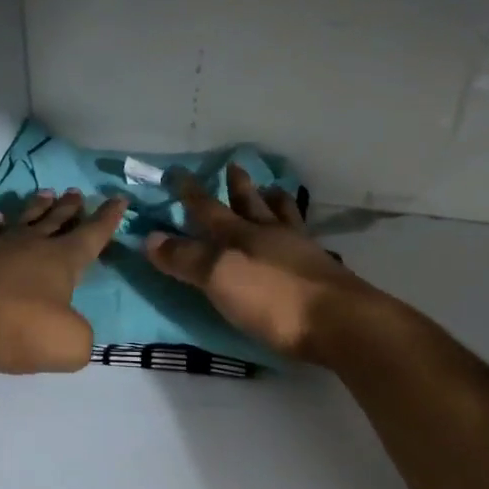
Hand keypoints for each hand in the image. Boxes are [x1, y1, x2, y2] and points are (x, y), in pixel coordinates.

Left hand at [0, 190, 126, 373]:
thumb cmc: (14, 325)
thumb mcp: (66, 344)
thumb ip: (81, 338)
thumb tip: (76, 332)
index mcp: (62, 260)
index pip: (92, 234)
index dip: (108, 219)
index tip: (119, 198)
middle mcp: (32, 245)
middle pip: (56, 220)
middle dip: (71, 208)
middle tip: (77, 192)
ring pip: (25, 220)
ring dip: (38, 208)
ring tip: (46, 193)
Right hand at [144, 165, 375, 363]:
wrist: (339, 322)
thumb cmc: (272, 299)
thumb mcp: (219, 277)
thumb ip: (186, 258)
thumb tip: (149, 236)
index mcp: (240, 235)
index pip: (208, 208)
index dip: (191, 192)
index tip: (178, 173)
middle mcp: (270, 235)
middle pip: (250, 203)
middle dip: (238, 186)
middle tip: (234, 165)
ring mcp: (300, 251)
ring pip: (283, 216)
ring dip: (274, 200)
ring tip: (273, 189)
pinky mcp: (322, 272)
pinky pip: (305, 238)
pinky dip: (297, 229)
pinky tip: (301, 235)